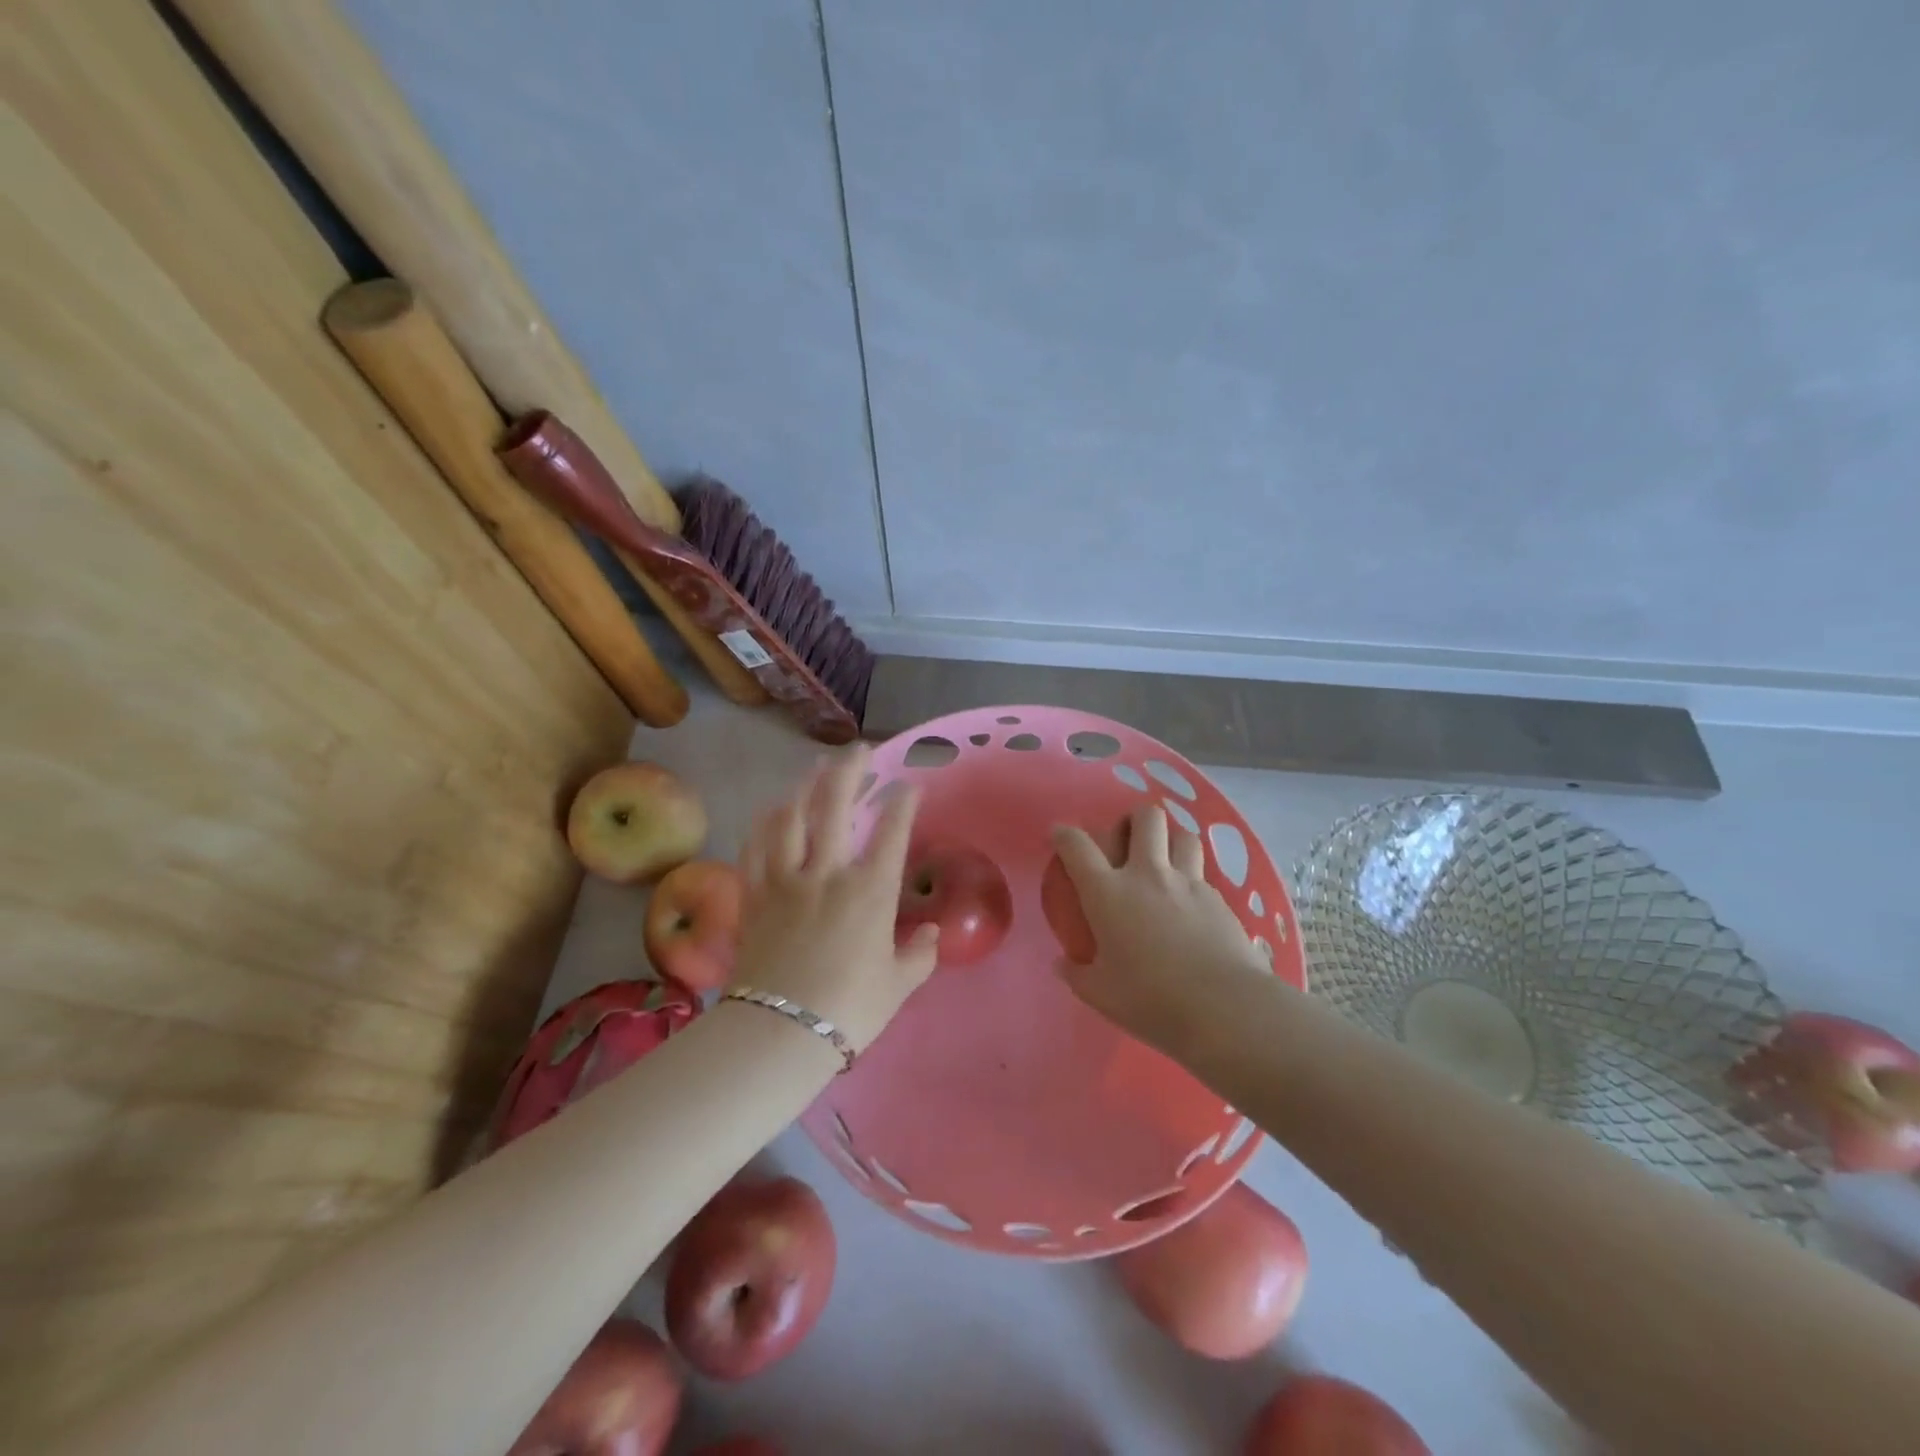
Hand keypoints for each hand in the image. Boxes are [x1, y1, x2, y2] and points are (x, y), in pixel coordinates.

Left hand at [733, 749, 938, 1053]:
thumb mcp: (897, 985)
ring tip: (814, 770)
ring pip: (791, 817)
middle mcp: (827, 873)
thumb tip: (930, 934)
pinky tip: (772, 811)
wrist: (780, 1033)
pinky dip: (765, 823)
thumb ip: (919, 954)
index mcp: (870, 892)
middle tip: (858, 751)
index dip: (903, 802)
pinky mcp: (754, 895)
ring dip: (804, 787)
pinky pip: (756, 847)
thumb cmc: (849, 1010)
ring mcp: (785, 880)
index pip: (892, 833)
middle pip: (835, 806)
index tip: (909, 785)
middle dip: (849, 771)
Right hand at [1051, 804, 1268, 1053]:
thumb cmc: (1151, 999)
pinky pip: (1203, 873)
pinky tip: (1190, 903)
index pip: (1078, 846)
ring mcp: (1188, 883)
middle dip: (1134, 819)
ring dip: (1170, 839)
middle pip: (1145, 818)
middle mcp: (1147, 875)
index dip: (1064, 834)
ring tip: (1165, 859)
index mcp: (1108, 893)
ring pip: (1183, 835)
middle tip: (1128, 840)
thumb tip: (1062, 964)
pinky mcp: (1219, 899)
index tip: (1060, 835)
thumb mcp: (1101, 994)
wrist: (1225, 1007)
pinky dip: (1192, 877)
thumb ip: (1077, 974)